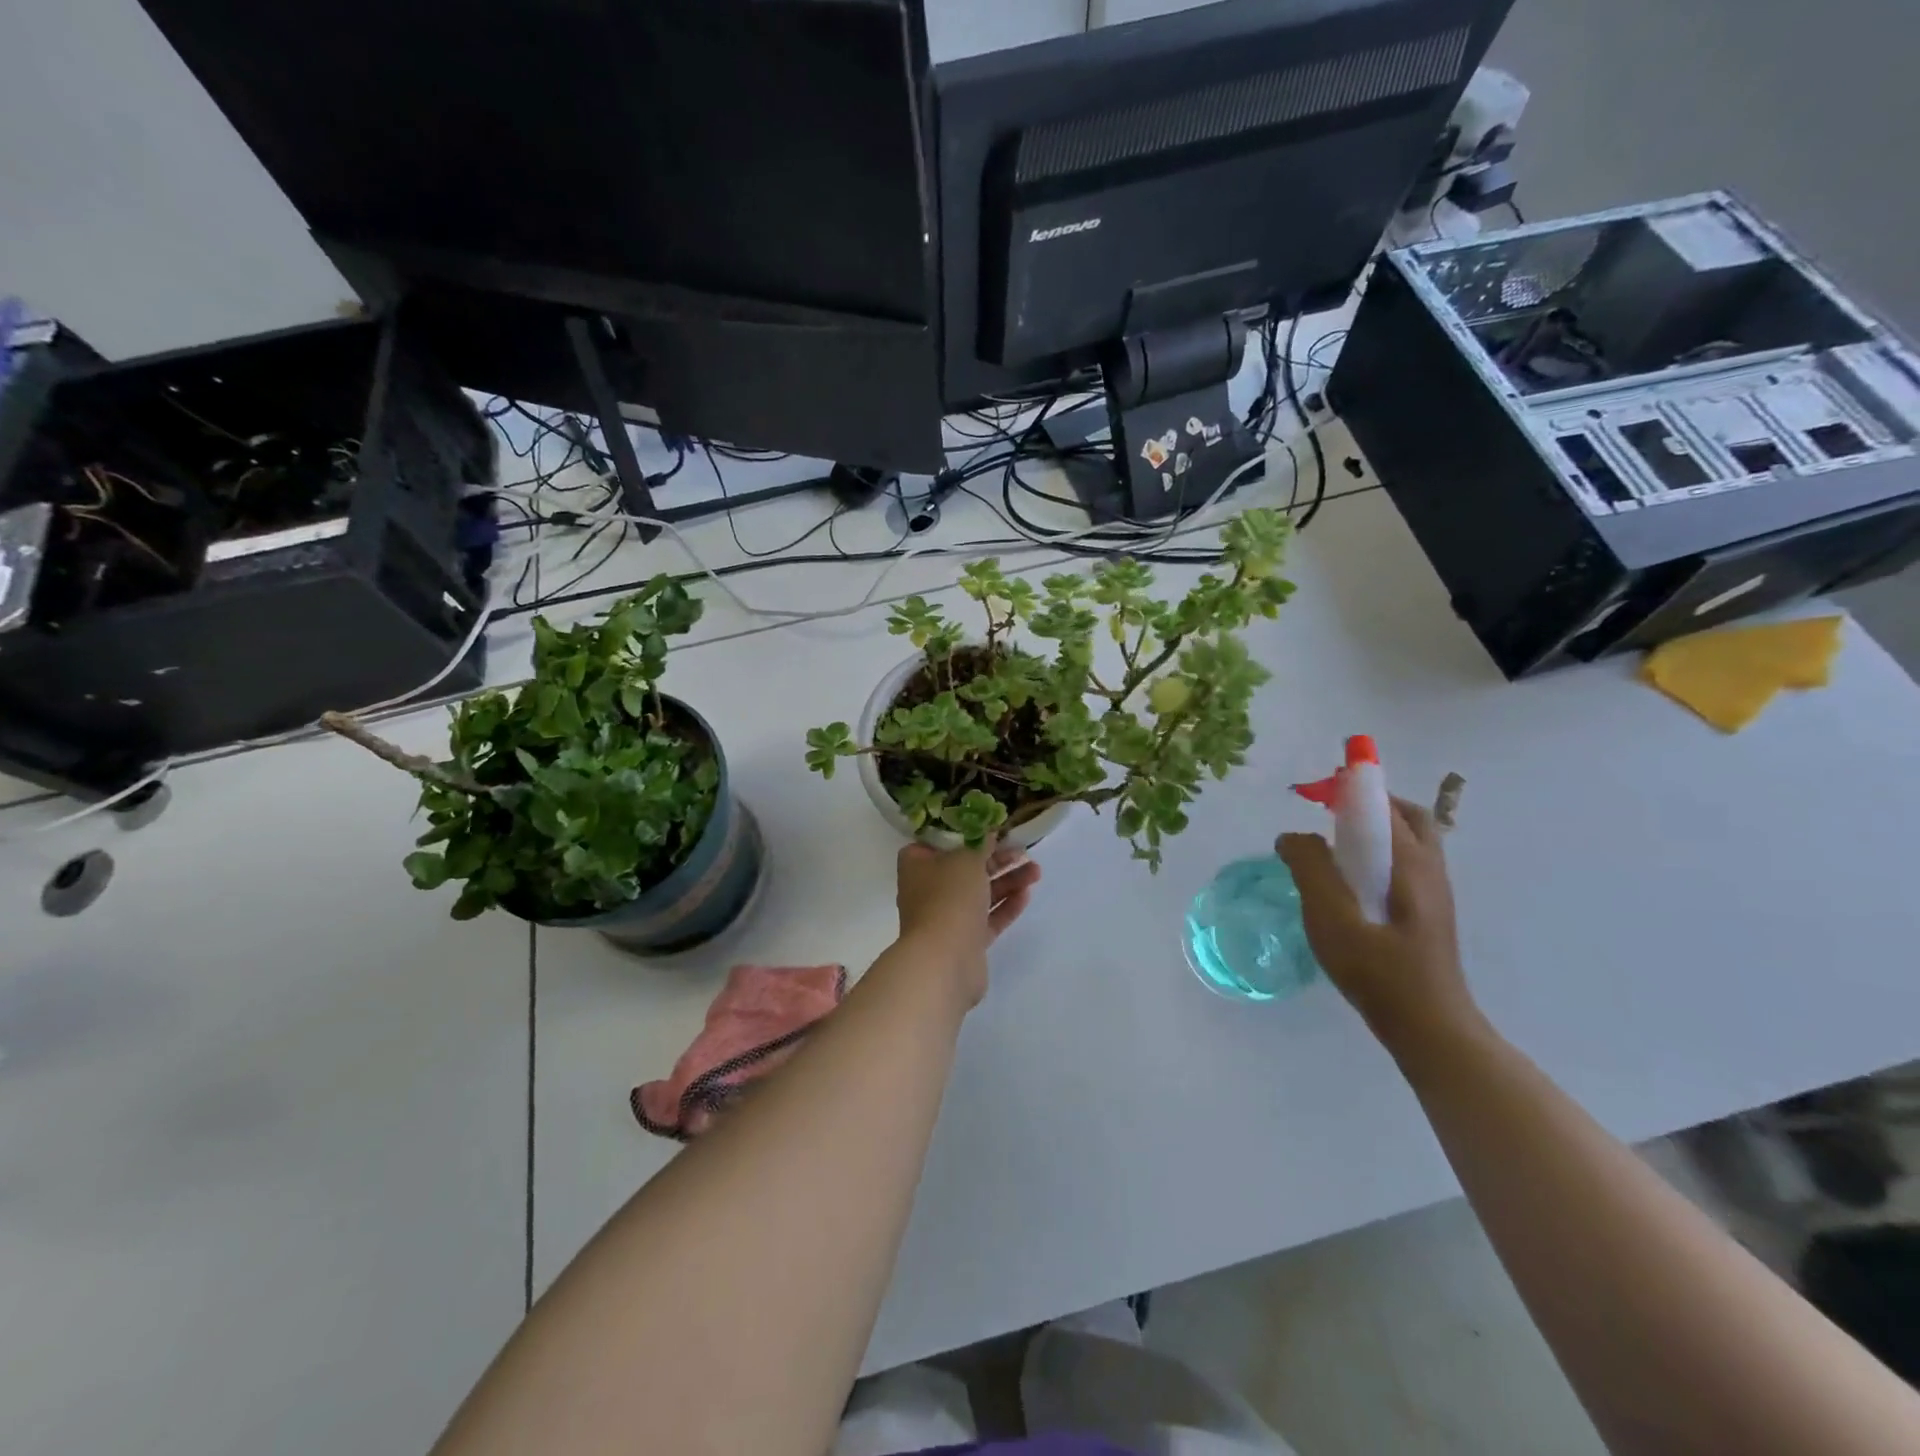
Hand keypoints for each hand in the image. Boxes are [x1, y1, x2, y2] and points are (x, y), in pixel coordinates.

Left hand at [894, 841, 1041, 1006]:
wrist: (945, 960)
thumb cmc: (949, 897)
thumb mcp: (967, 859)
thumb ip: (981, 844)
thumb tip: (988, 833)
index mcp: (917, 865)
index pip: (937, 842)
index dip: (963, 834)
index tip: (988, 828)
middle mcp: (928, 889)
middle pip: (965, 867)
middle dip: (996, 858)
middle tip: (1023, 849)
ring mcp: (947, 917)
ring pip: (980, 893)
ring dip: (1007, 880)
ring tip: (1036, 871)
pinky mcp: (966, 940)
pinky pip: (988, 918)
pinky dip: (1006, 905)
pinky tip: (1027, 894)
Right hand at [1278, 798, 1476, 1051]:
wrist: (1429, 1028)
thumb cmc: (1379, 972)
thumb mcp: (1332, 919)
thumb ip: (1310, 869)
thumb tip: (1293, 836)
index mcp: (1410, 863)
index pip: (1382, 804)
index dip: (1350, 786)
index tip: (1315, 791)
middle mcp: (1430, 868)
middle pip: (1405, 815)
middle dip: (1367, 804)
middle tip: (1328, 815)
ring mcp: (1434, 891)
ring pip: (1408, 840)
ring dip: (1372, 829)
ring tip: (1333, 849)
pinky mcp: (1428, 911)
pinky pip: (1404, 863)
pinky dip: (1377, 854)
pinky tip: (1350, 883)